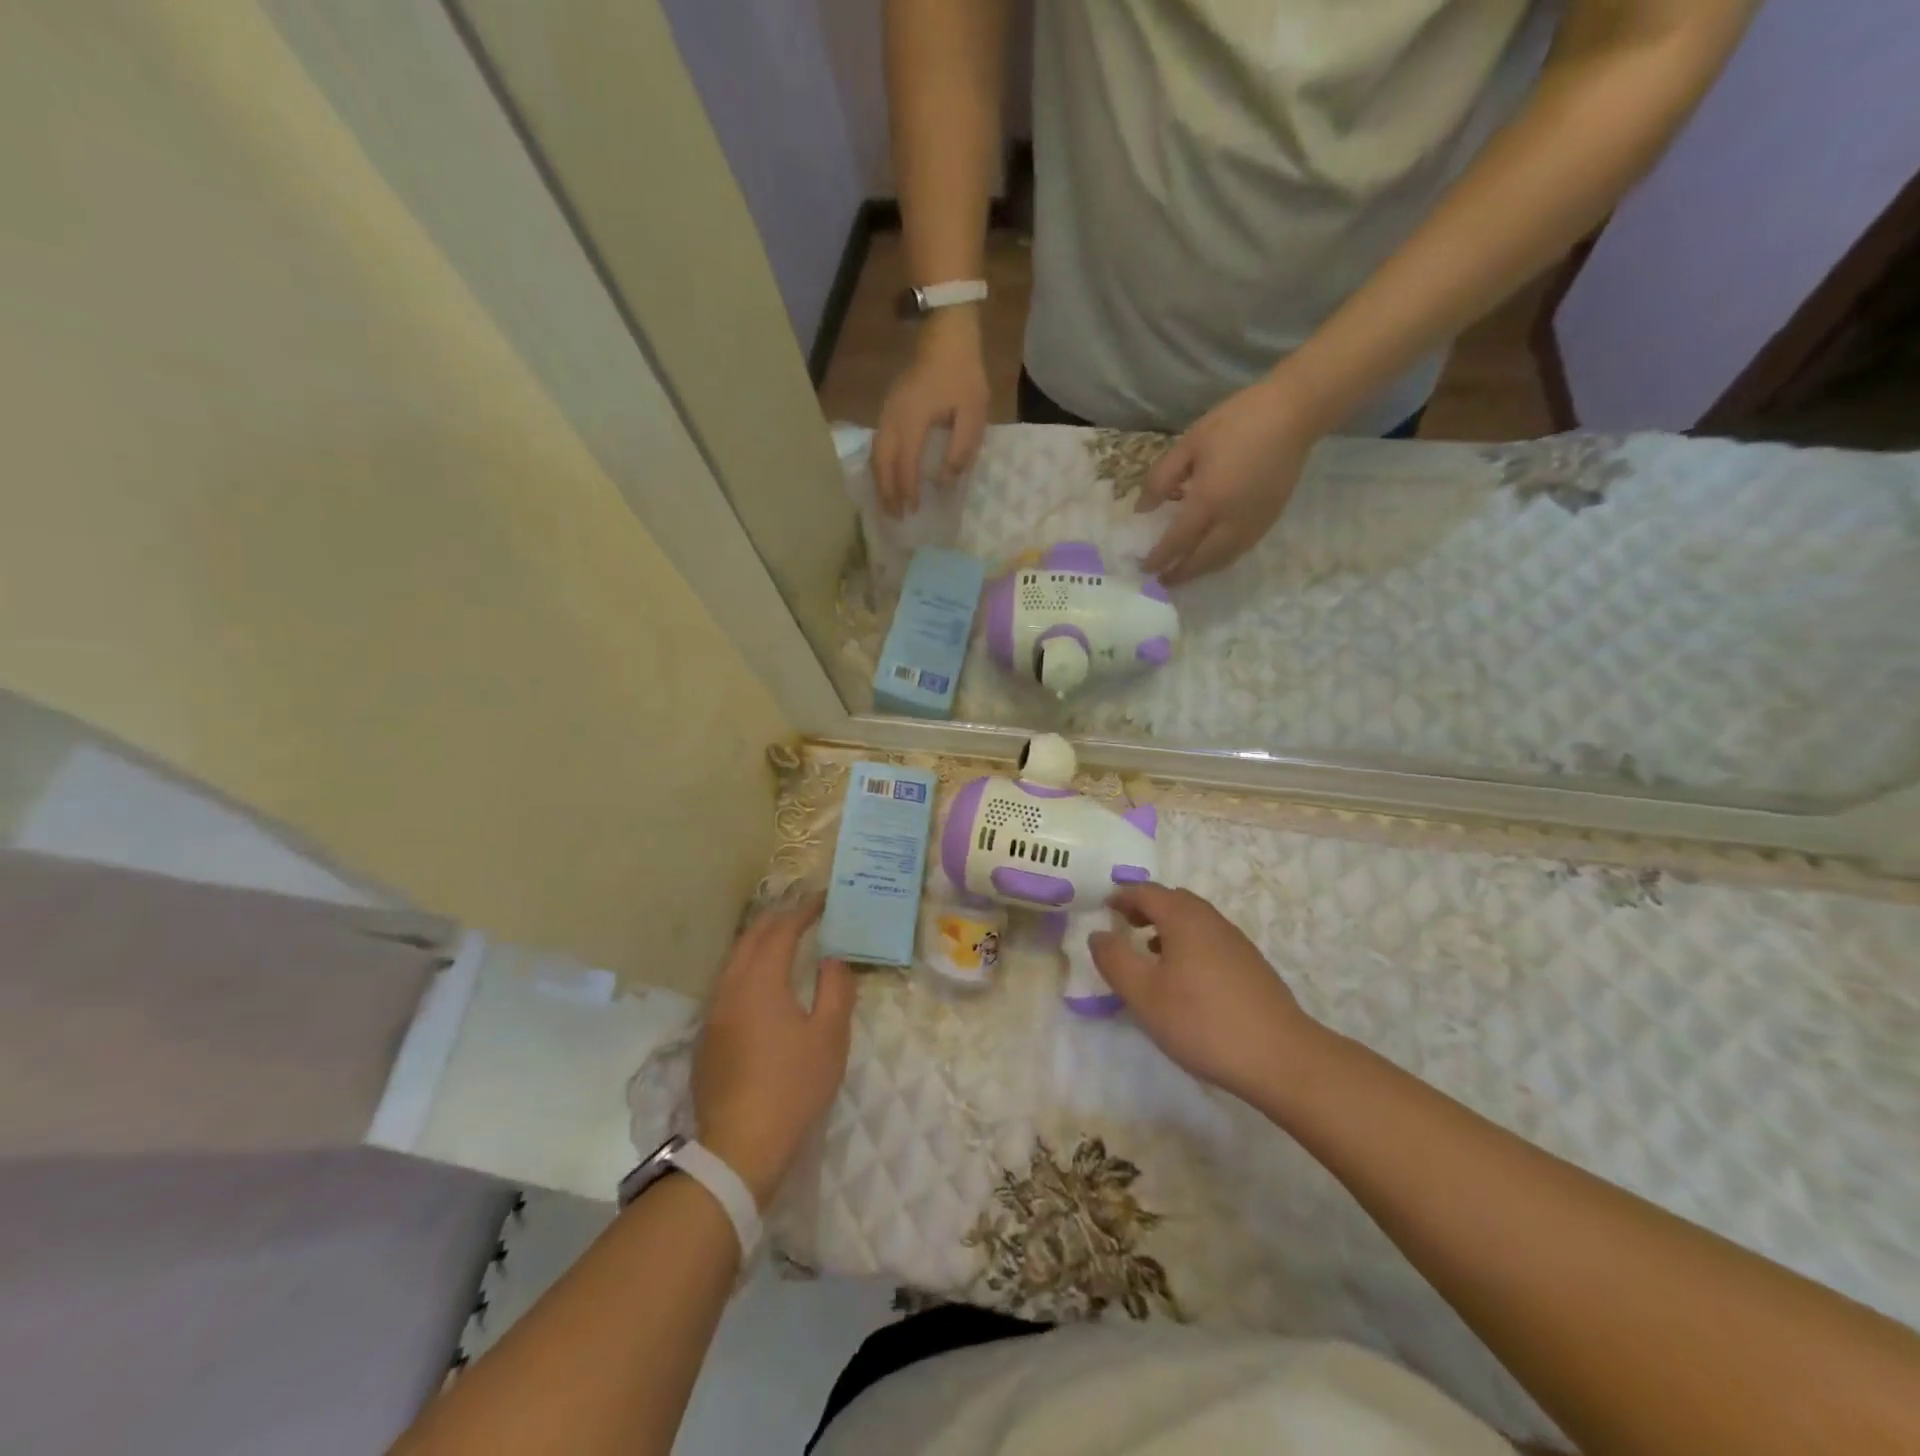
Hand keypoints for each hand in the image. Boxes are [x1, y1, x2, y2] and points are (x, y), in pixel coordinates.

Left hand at [692, 895, 854, 1206]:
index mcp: (761, 982)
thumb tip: (832, 960)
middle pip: (750, 939)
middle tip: (802, 910)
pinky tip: (761, 982)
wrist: (739, 1146)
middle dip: (776, 919)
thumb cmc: (793, 1086)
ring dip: (758, 942)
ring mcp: (714, 1014)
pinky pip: (727, 984)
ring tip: (782, 938)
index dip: (802, 911)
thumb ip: (836, 989)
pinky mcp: (707, 1037)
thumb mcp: (829, 1036)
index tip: (822, 900)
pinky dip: (747, 967)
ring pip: (734, 961)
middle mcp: (730, 988)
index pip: (781, 932)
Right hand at [873, 311, 989, 515]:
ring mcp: (886, 412)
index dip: (908, 490)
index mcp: (913, 419)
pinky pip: (878, 444)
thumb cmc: (963, 373)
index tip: (913, 511)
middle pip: (882, 463)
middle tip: (895, 517)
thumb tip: (947, 480)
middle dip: (887, 493)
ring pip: (876, 454)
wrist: (946, 333)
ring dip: (881, 482)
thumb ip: (961, 448)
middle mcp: (893, 418)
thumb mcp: (973, 412)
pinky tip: (887, 478)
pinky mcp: (887, 408)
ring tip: (888, 504)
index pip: (905, 464)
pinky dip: (880, 466)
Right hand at [1089, 883, 1318, 1104]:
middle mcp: (1211, 920)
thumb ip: (1115, 960)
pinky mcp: (1251, 966)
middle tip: (1124, 924)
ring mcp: (1236, 942)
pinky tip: (1185, 978)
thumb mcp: (1143, 994)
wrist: (1281, 1057)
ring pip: (1194, 920)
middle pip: (1173, 899)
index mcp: (1183, 918)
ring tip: (1150, 950)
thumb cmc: (1202, 1021)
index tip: (1104, 908)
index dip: (1122, 896)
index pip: (1146, 891)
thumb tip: (1098, 934)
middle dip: (1146, 907)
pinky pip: (1210, 939)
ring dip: (1167, 926)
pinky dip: (1188, 943)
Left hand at [1138, 375, 1316, 585]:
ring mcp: (1253, 524)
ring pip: (1222, 560)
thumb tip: (1142, 508)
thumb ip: (1161, 478)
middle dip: (1180, 574)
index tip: (1143, 567)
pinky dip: (1220, 560)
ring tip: (1183, 573)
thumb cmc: (1236, 422)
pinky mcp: (1269, 520)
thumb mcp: (1189, 444)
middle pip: (1201, 560)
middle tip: (1161, 580)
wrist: (1294, 412)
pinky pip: (1240, 550)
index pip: (1177, 542)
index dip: (1159, 558)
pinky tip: (1210, 556)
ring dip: (1200, 571)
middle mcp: (1231, 521)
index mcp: (1208, 501)